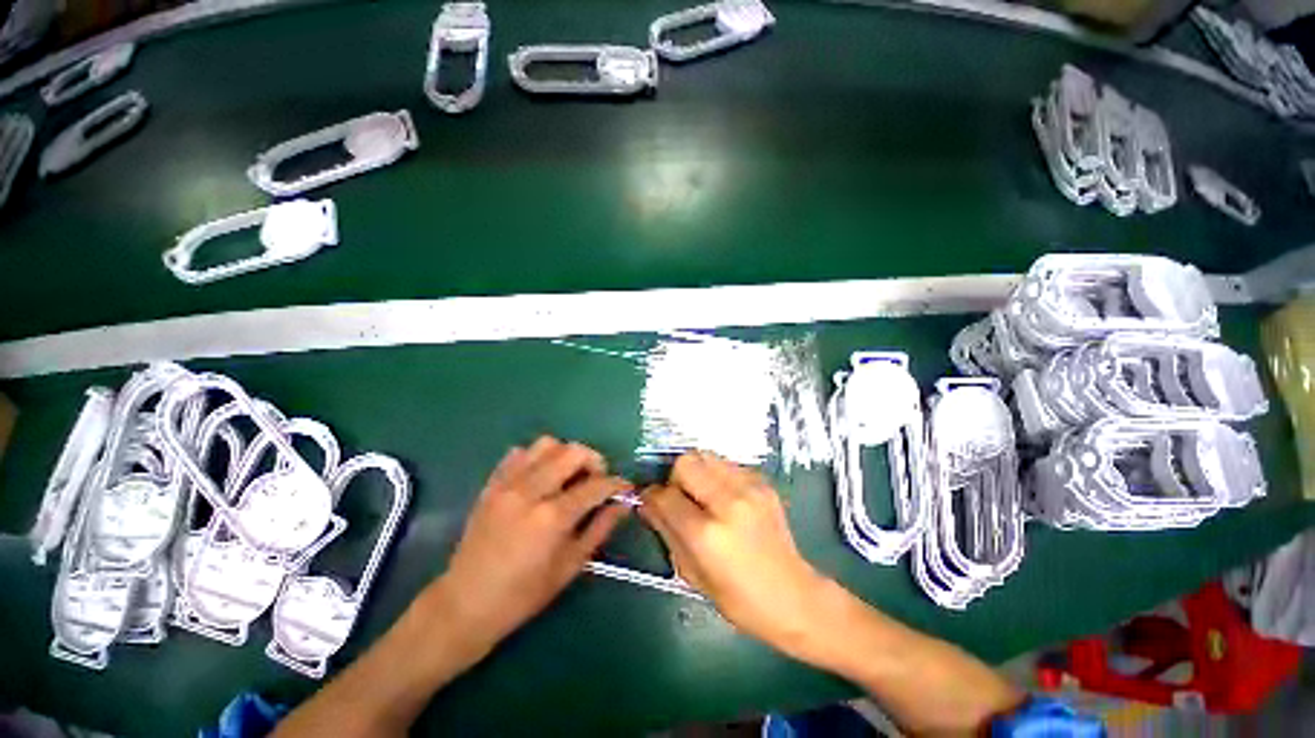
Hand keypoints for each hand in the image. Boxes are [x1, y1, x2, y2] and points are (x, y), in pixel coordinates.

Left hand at [434, 437, 629, 651]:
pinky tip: (540, 477)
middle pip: (572, 452)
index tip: (625, 488)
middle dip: (594, 460)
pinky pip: (519, 453)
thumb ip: (600, 528)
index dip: (617, 484)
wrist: (465, 604)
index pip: (596, 485)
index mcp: (552, 517)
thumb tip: (623, 504)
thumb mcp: (570, 566)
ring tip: (569, 475)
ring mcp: (507, 484)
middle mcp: (530, 492)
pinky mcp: (491, 484)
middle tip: (596, 479)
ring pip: (546, 444)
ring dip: (565, 454)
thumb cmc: (523, 594)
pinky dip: (536, 457)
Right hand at [639, 452, 827, 653]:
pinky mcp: (763, 482)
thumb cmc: (738, 598)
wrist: (793, 596)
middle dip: (675, 477)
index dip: (652, 496)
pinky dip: (717, 474)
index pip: (666, 496)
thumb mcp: (692, 573)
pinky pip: (727, 464)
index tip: (651, 500)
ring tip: (702, 495)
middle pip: (686, 462)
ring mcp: (749, 488)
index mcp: (707, 534)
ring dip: (696, 472)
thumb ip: (666, 531)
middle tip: (681, 497)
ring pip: (706, 455)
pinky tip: (724, 497)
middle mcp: (728, 502)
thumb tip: (646, 502)